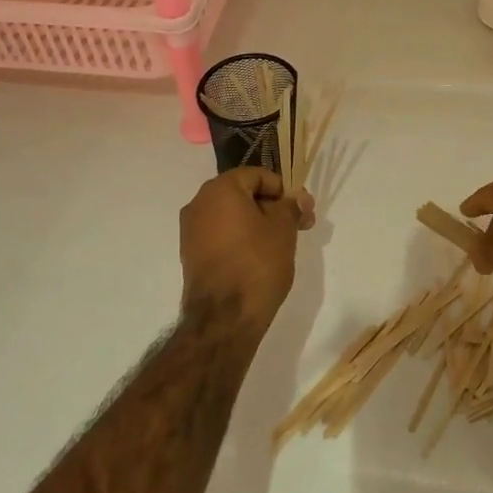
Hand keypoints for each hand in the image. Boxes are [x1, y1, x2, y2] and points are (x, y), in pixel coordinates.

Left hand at [180, 168, 313, 333]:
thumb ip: (291, 206)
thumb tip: (298, 198)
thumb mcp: (283, 229)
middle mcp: (199, 203)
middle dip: (272, 206)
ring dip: (257, 223)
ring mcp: (191, 230)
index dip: (283, 189)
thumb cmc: (257, 263)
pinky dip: (240, 238)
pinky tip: (260, 257)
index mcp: (219, 189)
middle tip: (298, 225)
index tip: (302, 209)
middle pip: (242, 194)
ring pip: (231, 216)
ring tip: (282, 243)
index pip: (257, 175)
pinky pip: (221, 235)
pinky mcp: (191, 254)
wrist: (224, 317)